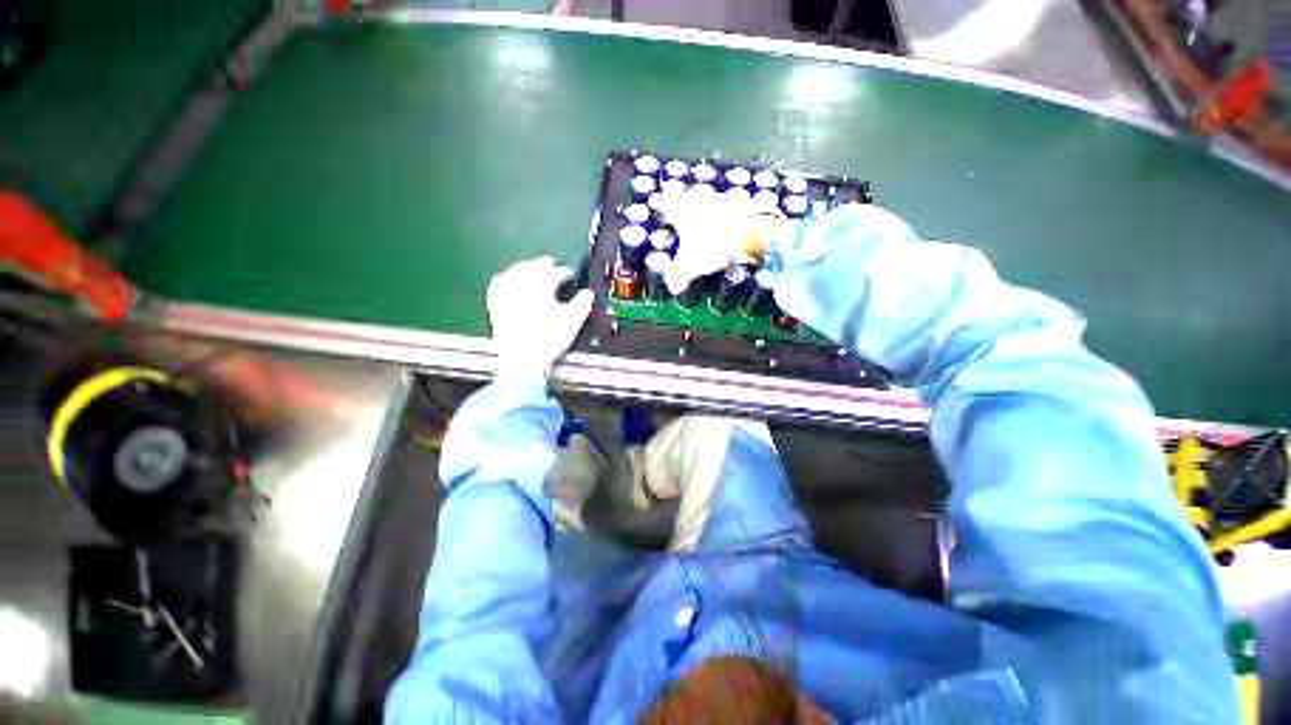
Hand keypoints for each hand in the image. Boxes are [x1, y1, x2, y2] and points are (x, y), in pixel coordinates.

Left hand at [486, 257, 593, 382]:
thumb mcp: (572, 321)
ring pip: (513, 272)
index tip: (570, 274)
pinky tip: (505, 279)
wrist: (522, 359)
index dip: (564, 272)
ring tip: (531, 269)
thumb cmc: (549, 339)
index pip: (554, 272)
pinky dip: (504, 278)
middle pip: (532, 267)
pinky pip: (497, 284)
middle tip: (551, 264)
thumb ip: (583, 303)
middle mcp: (520, 284)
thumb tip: (588, 293)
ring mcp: (505, 294)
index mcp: (540, 285)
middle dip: (542, 264)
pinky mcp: (495, 305)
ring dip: (524, 267)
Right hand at [654, 188, 761, 294]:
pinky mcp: (744, 201)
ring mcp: (724, 198)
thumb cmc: (714, 247)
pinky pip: (736, 201)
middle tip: (683, 205)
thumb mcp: (691, 266)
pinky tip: (736, 214)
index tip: (655, 201)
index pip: (666, 202)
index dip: (659, 202)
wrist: (750, 235)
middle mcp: (701, 200)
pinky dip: (734, 207)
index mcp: (684, 212)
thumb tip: (672, 287)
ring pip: (712, 196)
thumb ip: (678, 277)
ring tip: (710, 210)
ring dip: (710, 202)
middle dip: (685, 199)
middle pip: (689, 194)